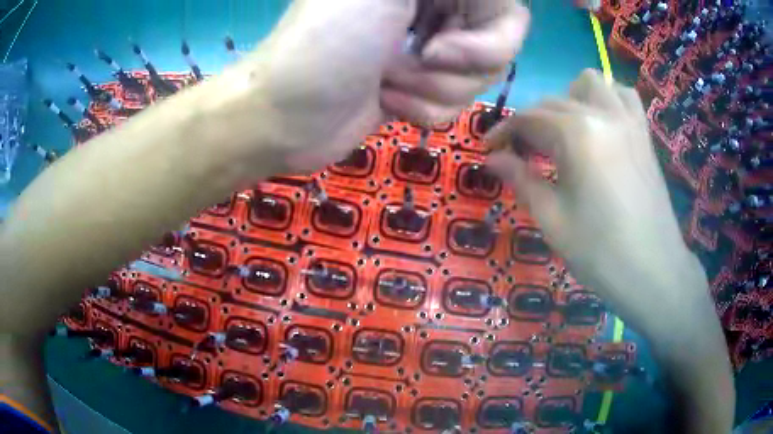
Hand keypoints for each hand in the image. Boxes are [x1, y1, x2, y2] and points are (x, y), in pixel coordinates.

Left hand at [250, 0, 528, 172]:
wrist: (284, 117)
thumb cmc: (326, 43)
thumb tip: (504, 1)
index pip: (504, 8)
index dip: (489, 35)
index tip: (441, 44)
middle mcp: (434, 8)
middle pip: (498, 44)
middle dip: (457, 66)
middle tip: (410, 63)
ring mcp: (429, 48)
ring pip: (480, 77)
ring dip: (433, 89)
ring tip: (386, 83)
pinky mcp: (422, 85)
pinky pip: (458, 103)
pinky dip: (424, 109)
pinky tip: (385, 101)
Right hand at [486, 70, 734, 432]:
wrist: (662, 279)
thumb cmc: (604, 259)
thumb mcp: (551, 222)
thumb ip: (521, 180)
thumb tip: (493, 158)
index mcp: (579, 135)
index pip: (527, 120)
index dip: (500, 133)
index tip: (484, 151)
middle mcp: (604, 116)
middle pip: (554, 101)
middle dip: (529, 121)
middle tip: (518, 151)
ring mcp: (631, 124)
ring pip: (593, 83)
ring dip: (569, 100)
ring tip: (559, 131)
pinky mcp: (646, 139)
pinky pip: (624, 97)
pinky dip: (604, 100)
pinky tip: (598, 128)